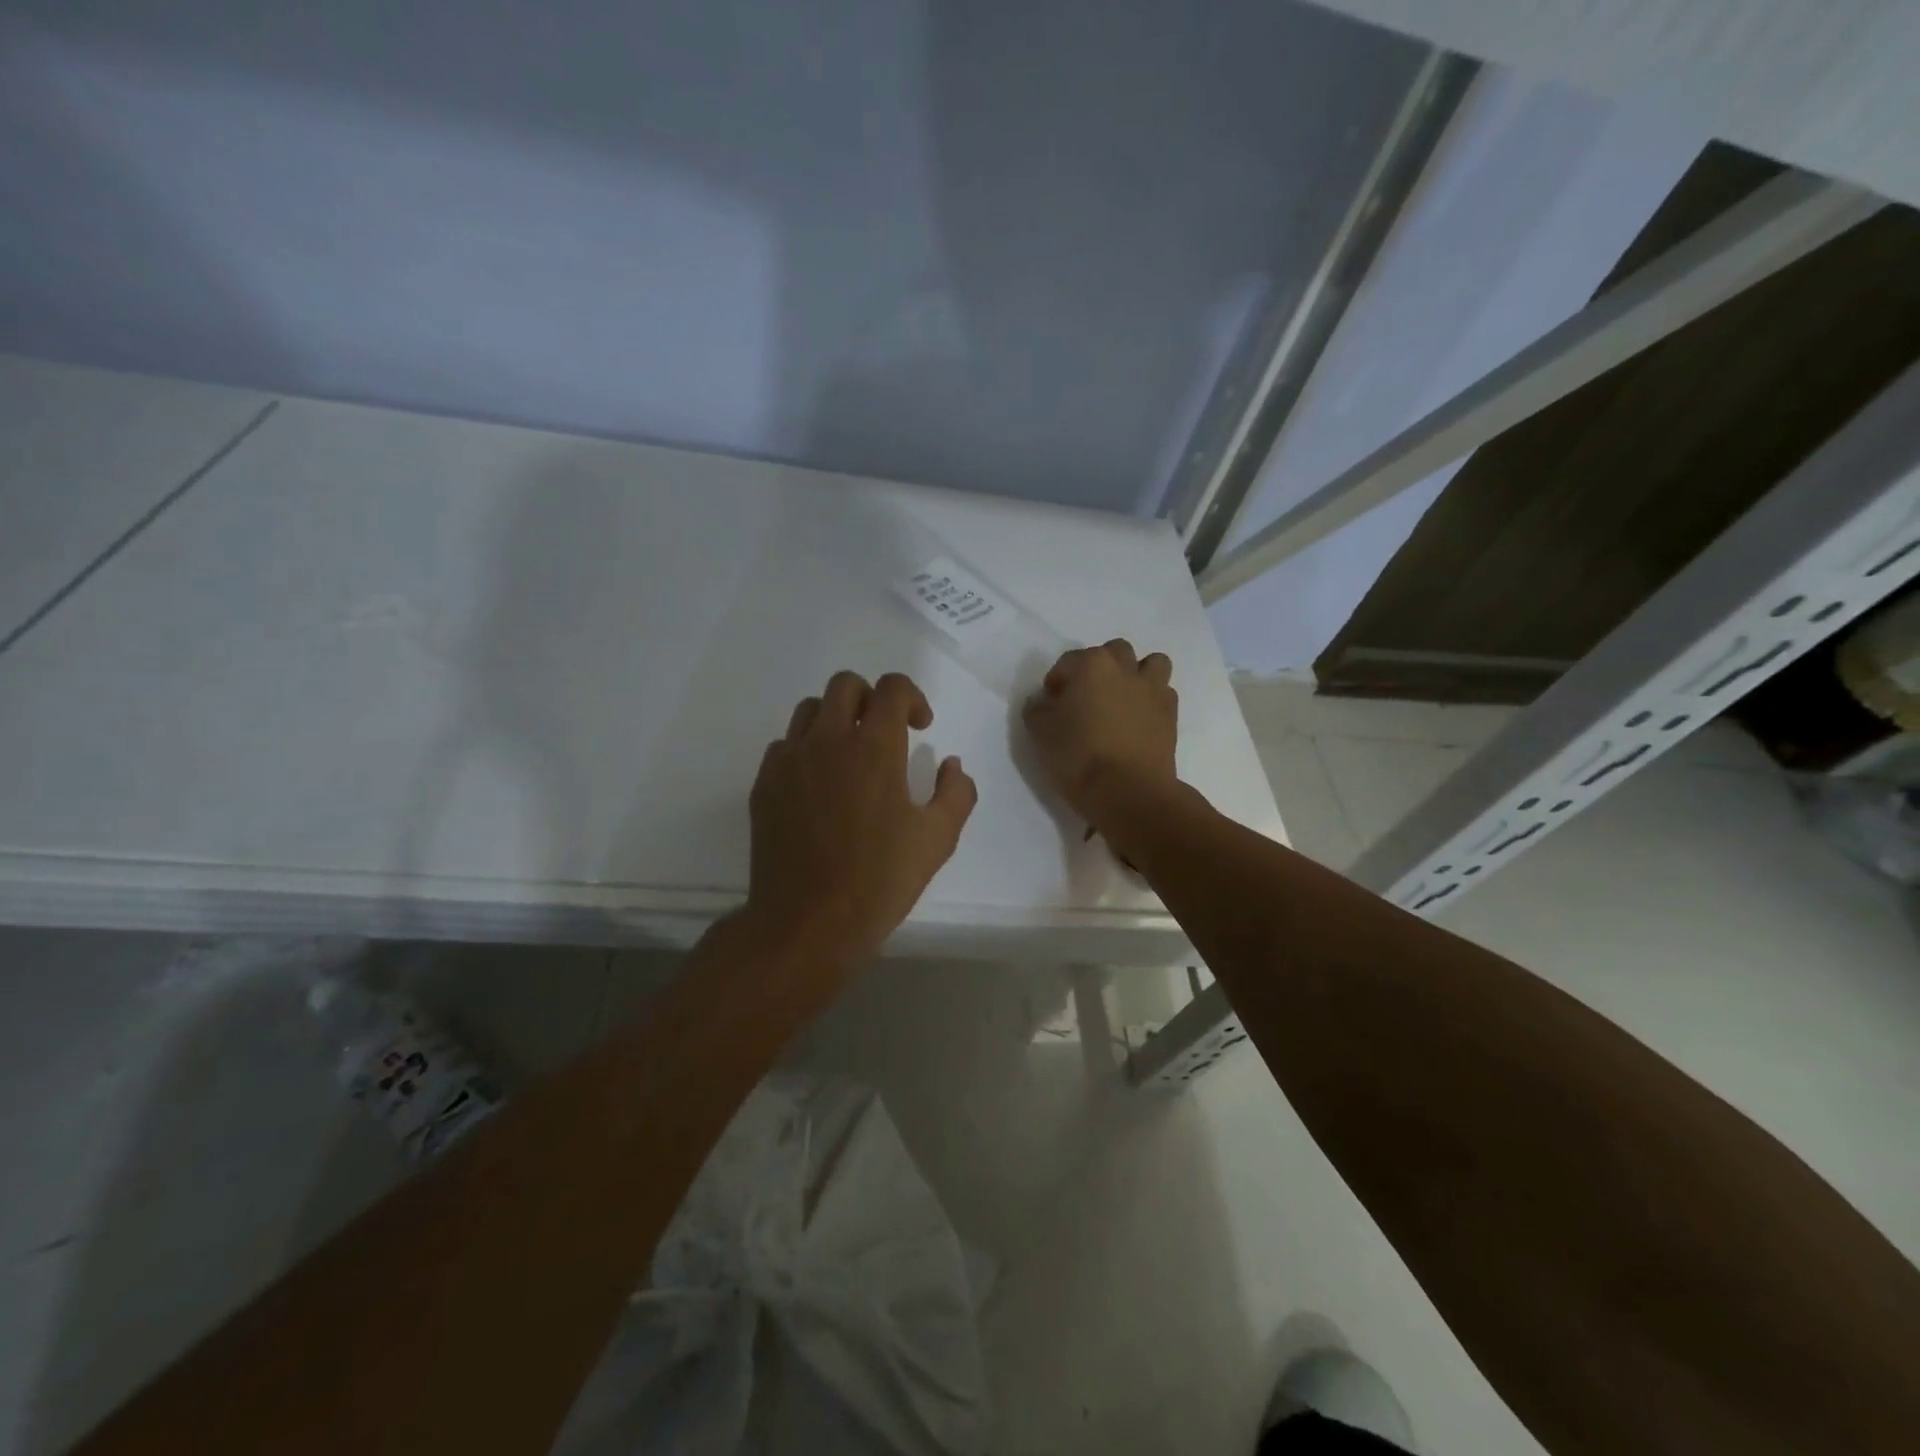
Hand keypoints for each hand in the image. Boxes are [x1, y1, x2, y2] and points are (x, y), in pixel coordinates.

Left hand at [743, 670, 976, 974]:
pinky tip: (818, 786)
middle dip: (871, 698)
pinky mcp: (764, 784)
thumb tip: (951, 765)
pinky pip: (784, 745)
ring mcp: (789, 760)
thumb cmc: (880, 879)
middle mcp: (827, 740)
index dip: (912, 697)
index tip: (919, 727)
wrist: (807, 921)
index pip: (892, 688)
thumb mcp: (938, 839)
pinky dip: (806, 750)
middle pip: (845, 685)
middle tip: (884, 733)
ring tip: (849, 756)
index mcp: (874, 748)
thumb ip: (956, 793)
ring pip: (810, 710)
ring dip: (836, 719)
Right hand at [1022, 640, 1177, 826]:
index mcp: (1092, 665)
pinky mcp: (1171, 715)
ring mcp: (1153, 690)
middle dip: (1100, 667)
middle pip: (1114, 651)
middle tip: (1087, 696)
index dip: (1056, 682)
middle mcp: (1125, 668)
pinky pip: (1164, 693)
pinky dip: (1152, 700)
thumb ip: (1038, 709)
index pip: (1068, 661)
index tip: (1051, 705)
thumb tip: (1043, 702)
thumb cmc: (1078, 755)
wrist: (1128, 791)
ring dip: (1137, 674)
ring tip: (1122, 699)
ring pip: (1152, 663)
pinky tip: (1139, 720)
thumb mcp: (1040, 732)